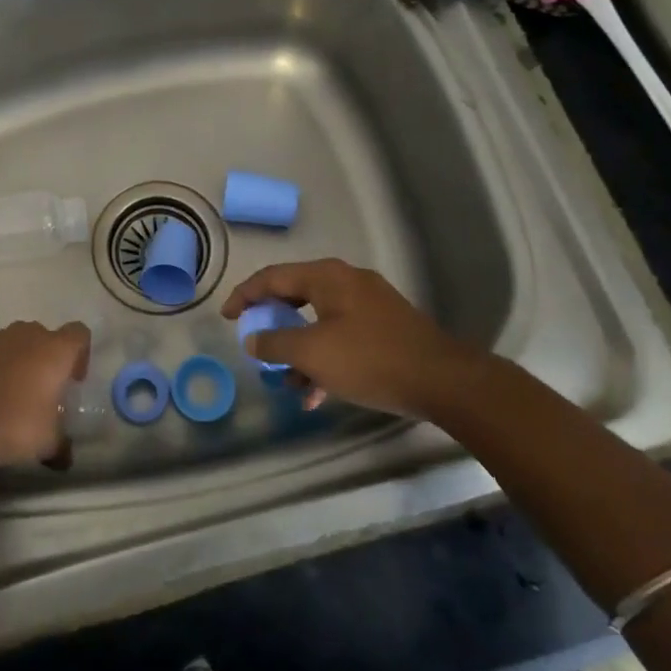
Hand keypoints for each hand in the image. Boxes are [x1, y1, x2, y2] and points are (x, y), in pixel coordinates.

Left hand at [0, 320, 89, 469]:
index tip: (72, 380)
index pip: (78, 334)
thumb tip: (65, 455)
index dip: (79, 354)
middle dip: (41, 358)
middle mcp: (25, 334)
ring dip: (8, 361)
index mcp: (55, 350)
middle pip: (41, 336)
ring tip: (0, 393)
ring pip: (7, 342)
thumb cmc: (15, 427)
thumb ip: (61, 442)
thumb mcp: (49, 442)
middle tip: (37, 390)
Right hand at [222, 259, 483, 419]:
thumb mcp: (313, 353)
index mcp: (327, 277)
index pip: (272, 277)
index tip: (227, 317)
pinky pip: (341, 336)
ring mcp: (369, 304)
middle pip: (295, 297)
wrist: (444, 381)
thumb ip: (275, 343)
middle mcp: (346, 282)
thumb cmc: (370, 359)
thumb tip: (253, 338)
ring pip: (319, 322)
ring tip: (288, 384)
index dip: (244, 295)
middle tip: (255, 344)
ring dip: (300, 351)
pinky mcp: (385, 328)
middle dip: (273, 325)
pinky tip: (319, 393)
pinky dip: (325, 359)